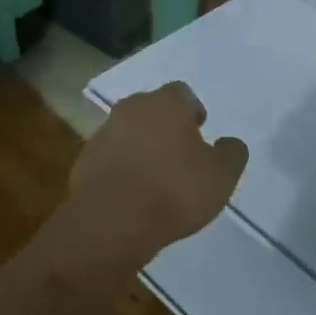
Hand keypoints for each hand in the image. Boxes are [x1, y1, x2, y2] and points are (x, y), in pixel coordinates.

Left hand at [69, 82, 248, 253]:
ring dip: (140, 147)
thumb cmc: (174, 190)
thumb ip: (231, 154)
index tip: (200, 131)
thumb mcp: (221, 176)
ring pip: (128, 132)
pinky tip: (131, 194)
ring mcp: (103, 133)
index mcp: (165, 104)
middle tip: (179, 153)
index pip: (182, 93)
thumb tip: (229, 143)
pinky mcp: (84, 161)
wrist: (112, 221)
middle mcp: (131, 109)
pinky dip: (121, 168)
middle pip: (151, 109)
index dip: (192, 110)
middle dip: (164, 126)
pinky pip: (109, 158)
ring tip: (155, 177)